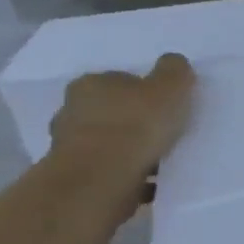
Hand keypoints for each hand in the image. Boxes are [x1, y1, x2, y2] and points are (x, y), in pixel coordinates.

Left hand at [48, 53, 196, 183]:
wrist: (103, 177)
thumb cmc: (137, 123)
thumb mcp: (170, 87)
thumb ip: (174, 71)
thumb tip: (172, 62)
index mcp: (91, 83)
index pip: (120, 81)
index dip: (144, 91)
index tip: (165, 105)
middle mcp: (71, 109)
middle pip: (110, 111)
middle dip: (132, 120)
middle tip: (163, 132)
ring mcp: (69, 145)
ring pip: (108, 142)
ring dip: (128, 149)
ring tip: (160, 160)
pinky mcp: (77, 175)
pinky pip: (110, 170)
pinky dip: (128, 174)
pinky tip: (151, 181)